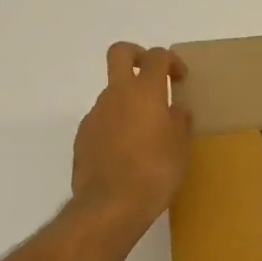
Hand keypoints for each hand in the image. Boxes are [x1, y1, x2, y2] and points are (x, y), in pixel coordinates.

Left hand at [71, 42, 191, 228]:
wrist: (109, 206)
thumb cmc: (154, 173)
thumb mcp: (179, 148)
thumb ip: (178, 123)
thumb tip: (175, 111)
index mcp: (145, 92)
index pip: (156, 57)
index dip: (170, 61)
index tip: (179, 78)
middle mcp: (116, 95)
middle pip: (120, 53)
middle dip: (136, 55)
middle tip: (151, 75)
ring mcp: (95, 114)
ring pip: (111, 93)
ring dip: (127, 102)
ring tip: (144, 133)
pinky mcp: (82, 136)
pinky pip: (102, 120)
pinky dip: (114, 126)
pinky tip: (125, 153)